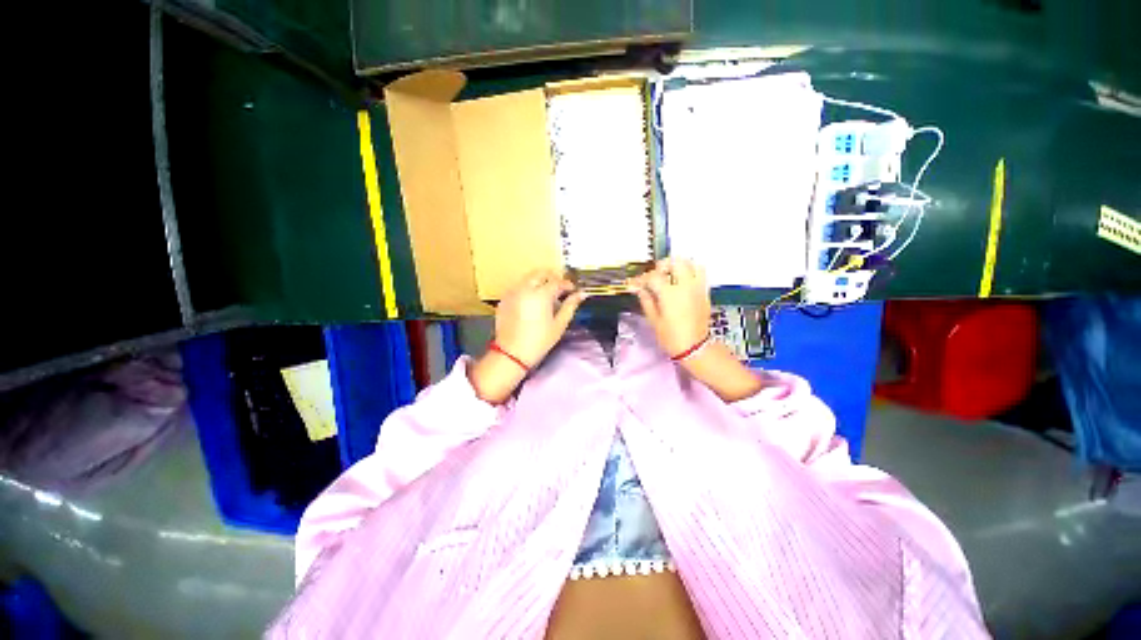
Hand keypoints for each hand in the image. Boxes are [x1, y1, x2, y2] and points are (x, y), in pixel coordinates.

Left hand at [494, 269, 586, 366]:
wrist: (512, 354)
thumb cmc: (539, 341)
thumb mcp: (559, 324)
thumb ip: (570, 306)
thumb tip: (582, 294)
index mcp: (541, 294)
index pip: (557, 281)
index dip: (567, 284)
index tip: (572, 290)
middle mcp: (525, 288)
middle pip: (540, 273)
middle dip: (552, 276)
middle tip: (559, 287)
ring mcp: (512, 292)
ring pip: (528, 278)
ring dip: (539, 281)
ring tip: (546, 295)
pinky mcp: (504, 299)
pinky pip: (518, 287)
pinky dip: (527, 289)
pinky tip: (532, 302)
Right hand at [632, 258, 710, 356]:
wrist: (695, 348)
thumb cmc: (671, 337)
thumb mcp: (654, 320)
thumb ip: (646, 300)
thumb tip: (639, 289)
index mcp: (669, 294)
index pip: (653, 277)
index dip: (641, 279)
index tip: (634, 284)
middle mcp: (685, 286)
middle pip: (675, 262)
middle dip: (662, 266)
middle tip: (655, 276)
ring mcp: (697, 287)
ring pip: (691, 263)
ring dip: (679, 266)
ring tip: (670, 276)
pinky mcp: (705, 292)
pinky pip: (700, 273)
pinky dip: (690, 272)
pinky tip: (682, 283)